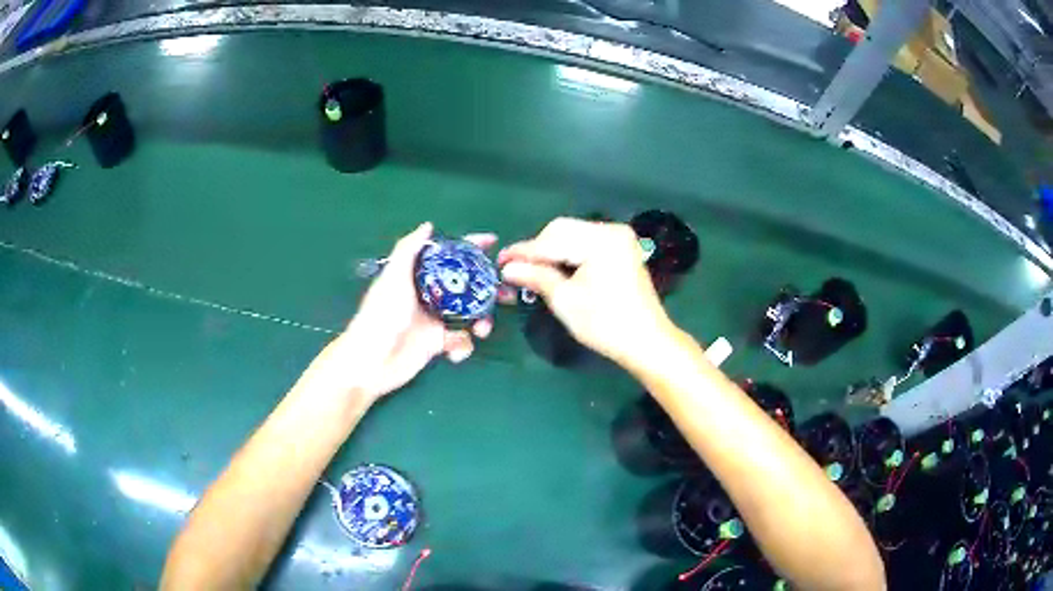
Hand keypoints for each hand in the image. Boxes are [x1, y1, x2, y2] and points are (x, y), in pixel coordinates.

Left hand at [328, 222, 494, 400]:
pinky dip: (463, 346)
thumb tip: (428, 225)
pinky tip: (455, 352)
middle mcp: (431, 295)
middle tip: (504, 294)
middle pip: (467, 285)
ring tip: (482, 330)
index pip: (449, 255)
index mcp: (420, 276)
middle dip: (487, 289)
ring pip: (470, 314)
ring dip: (481, 321)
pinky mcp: (437, 344)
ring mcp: (435, 320)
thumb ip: (408, 250)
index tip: (493, 242)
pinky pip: (461, 341)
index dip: (470, 246)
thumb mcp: (393, 278)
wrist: (371, 361)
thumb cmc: (381, 316)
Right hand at [499, 218, 672, 366]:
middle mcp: (611, 230)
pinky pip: (585, 243)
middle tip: (516, 269)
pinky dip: (568, 254)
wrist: (647, 341)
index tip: (500, 261)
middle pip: (562, 230)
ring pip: (572, 235)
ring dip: (552, 251)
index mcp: (600, 240)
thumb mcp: (565, 301)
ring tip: (533, 271)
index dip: (524, 252)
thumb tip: (507, 268)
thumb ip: (536, 276)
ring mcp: (619, 238)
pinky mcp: (621, 249)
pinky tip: (556, 269)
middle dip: (538, 249)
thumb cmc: (605, 324)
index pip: (551, 240)